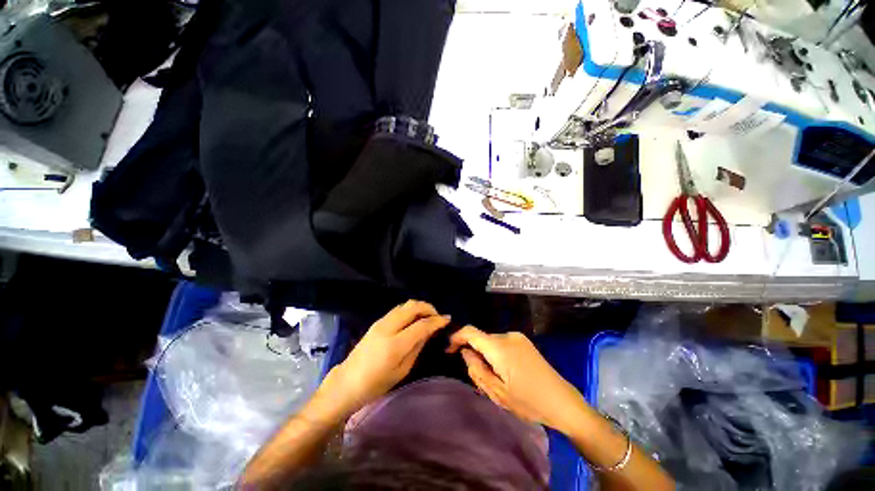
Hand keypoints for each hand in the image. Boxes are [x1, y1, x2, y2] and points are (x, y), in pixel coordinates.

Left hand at [319, 300, 449, 416]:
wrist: (347, 382)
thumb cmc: (376, 384)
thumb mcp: (402, 370)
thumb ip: (417, 347)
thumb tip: (430, 331)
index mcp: (396, 344)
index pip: (422, 324)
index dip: (437, 320)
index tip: (447, 319)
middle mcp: (388, 327)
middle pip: (413, 307)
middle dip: (429, 308)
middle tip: (437, 317)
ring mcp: (381, 322)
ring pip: (405, 304)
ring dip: (419, 307)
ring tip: (427, 316)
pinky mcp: (377, 322)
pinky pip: (398, 309)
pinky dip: (410, 309)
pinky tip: (414, 318)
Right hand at [447, 326, 587, 430]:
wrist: (563, 402)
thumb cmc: (529, 401)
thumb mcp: (497, 393)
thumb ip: (477, 370)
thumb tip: (465, 352)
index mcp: (499, 347)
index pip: (470, 332)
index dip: (456, 337)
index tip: (449, 350)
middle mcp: (507, 336)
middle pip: (481, 339)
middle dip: (474, 353)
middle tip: (478, 377)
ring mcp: (517, 337)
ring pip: (491, 342)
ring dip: (486, 355)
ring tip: (494, 378)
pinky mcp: (524, 342)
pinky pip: (502, 343)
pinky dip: (496, 354)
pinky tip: (505, 372)